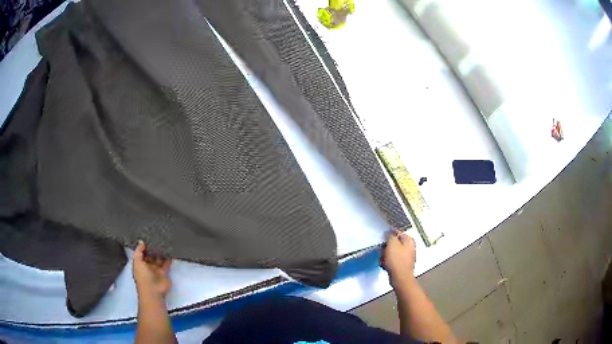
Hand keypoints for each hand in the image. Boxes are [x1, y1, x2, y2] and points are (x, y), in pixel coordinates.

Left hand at [132, 241, 171, 298]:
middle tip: (156, 238)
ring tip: (163, 242)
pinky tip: (169, 250)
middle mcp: (147, 266)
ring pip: (158, 258)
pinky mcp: (164, 272)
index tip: (147, 237)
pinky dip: (168, 258)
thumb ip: (138, 251)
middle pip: (150, 255)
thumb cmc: (142, 276)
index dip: (143, 246)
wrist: (153, 290)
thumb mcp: (137, 261)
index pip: (141, 253)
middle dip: (152, 248)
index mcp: (139, 263)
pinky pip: (166, 263)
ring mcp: (156, 269)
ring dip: (160, 252)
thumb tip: (141, 241)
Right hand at [380, 230, 415, 284]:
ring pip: (392, 252)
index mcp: (409, 240)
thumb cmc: (397, 260)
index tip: (383, 239)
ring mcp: (406, 256)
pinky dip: (388, 262)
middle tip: (383, 251)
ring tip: (383, 260)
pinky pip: (393, 260)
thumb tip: (389, 232)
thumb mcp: (392, 244)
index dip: (388, 235)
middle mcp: (410, 247)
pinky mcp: (402, 264)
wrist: (400, 277)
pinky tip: (385, 265)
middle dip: (386, 247)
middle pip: (394, 243)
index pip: (397, 232)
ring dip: (386, 255)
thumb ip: (390, 235)